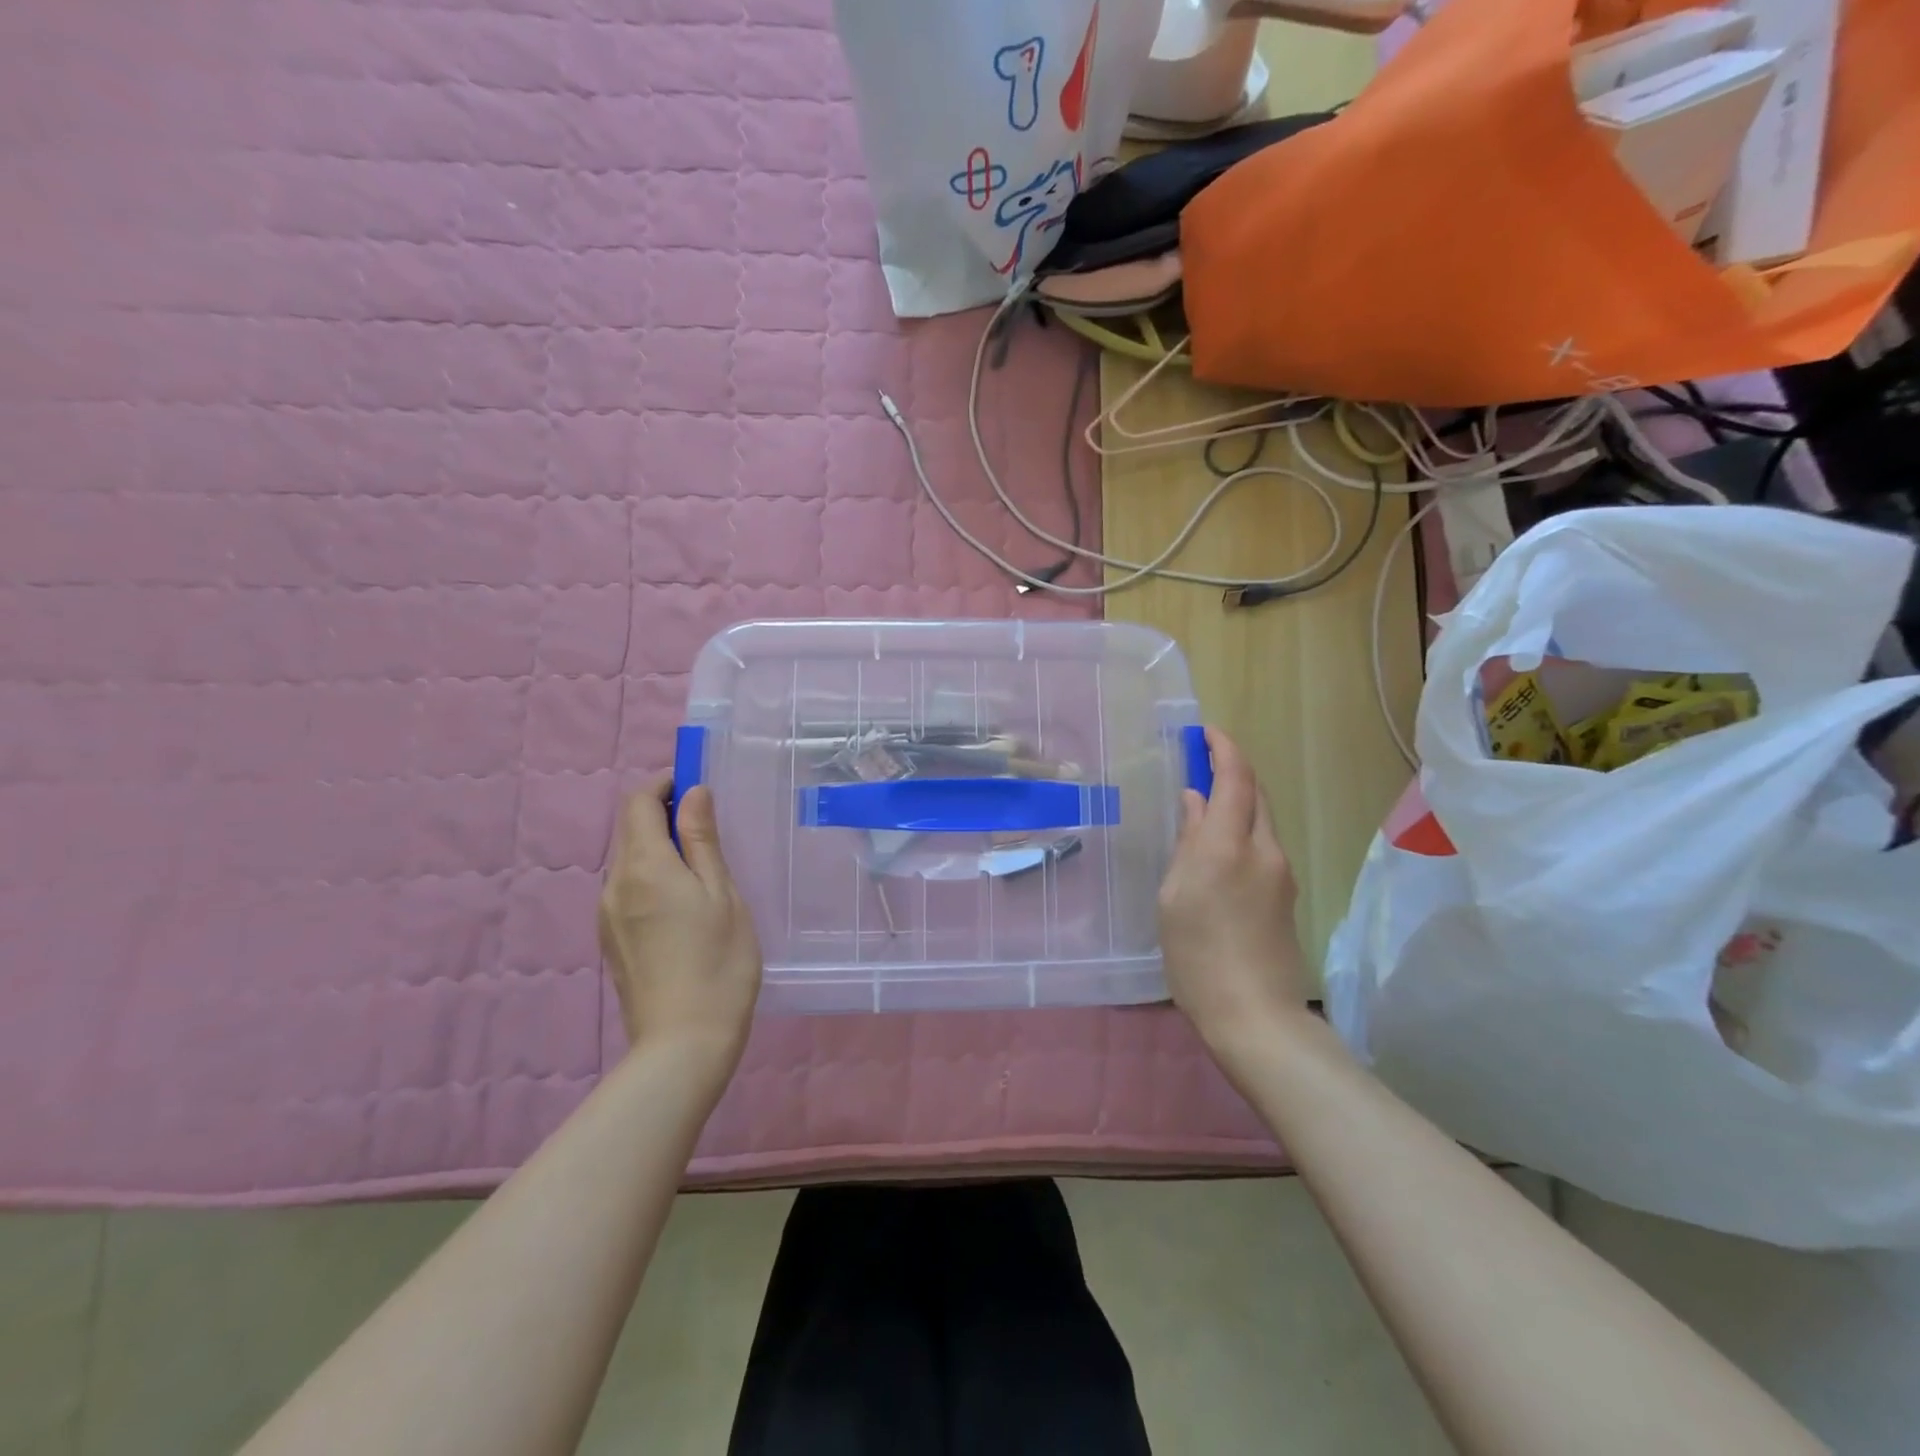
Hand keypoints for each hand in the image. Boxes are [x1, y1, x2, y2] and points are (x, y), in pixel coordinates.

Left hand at [598, 779, 762, 1066]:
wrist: (683, 1042)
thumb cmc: (718, 962)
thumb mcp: (722, 894)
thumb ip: (703, 840)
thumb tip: (693, 793)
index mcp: (644, 867)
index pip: (639, 803)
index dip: (665, 784)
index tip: (698, 785)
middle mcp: (615, 884)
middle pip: (630, 830)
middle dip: (663, 813)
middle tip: (708, 823)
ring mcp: (607, 914)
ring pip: (629, 860)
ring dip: (659, 845)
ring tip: (702, 864)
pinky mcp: (611, 939)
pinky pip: (627, 888)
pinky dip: (652, 874)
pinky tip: (683, 900)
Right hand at [1157, 728, 1309, 1053]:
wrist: (1255, 1015)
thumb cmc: (1197, 955)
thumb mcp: (1174, 895)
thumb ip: (1187, 841)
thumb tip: (1193, 802)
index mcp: (1227, 845)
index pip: (1235, 779)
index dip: (1223, 748)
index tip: (1204, 732)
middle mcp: (1263, 849)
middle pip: (1255, 792)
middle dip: (1232, 768)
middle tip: (1200, 760)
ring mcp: (1280, 871)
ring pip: (1262, 817)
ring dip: (1238, 798)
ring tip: (1204, 799)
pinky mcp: (1285, 893)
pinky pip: (1263, 842)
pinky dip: (1242, 825)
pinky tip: (1219, 842)